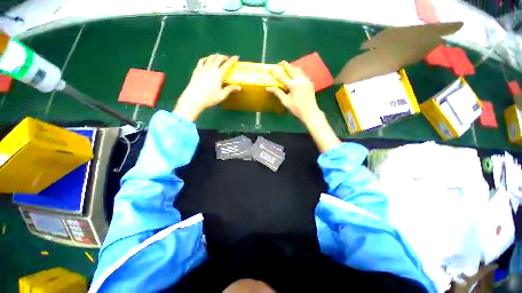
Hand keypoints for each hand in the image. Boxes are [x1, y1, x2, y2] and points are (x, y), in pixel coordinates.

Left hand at [174, 54, 240, 120]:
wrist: (194, 99)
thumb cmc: (209, 98)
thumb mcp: (222, 95)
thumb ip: (230, 90)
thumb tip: (239, 87)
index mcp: (218, 74)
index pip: (227, 64)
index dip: (232, 60)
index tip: (236, 57)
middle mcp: (211, 68)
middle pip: (218, 58)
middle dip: (224, 57)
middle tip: (228, 59)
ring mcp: (202, 68)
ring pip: (210, 57)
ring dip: (216, 56)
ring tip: (219, 57)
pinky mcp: (196, 70)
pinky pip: (202, 60)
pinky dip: (206, 58)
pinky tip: (207, 60)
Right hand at [268, 61, 339, 152]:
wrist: (310, 112)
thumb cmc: (297, 109)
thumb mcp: (286, 102)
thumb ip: (278, 93)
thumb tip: (268, 88)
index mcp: (294, 85)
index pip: (283, 77)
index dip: (276, 74)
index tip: (271, 70)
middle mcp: (301, 80)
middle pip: (293, 69)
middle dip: (286, 65)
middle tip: (281, 62)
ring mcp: (307, 80)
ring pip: (299, 70)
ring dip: (293, 67)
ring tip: (288, 67)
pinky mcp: (310, 83)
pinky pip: (303, 74)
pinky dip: (298, 72)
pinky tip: (295, 75)